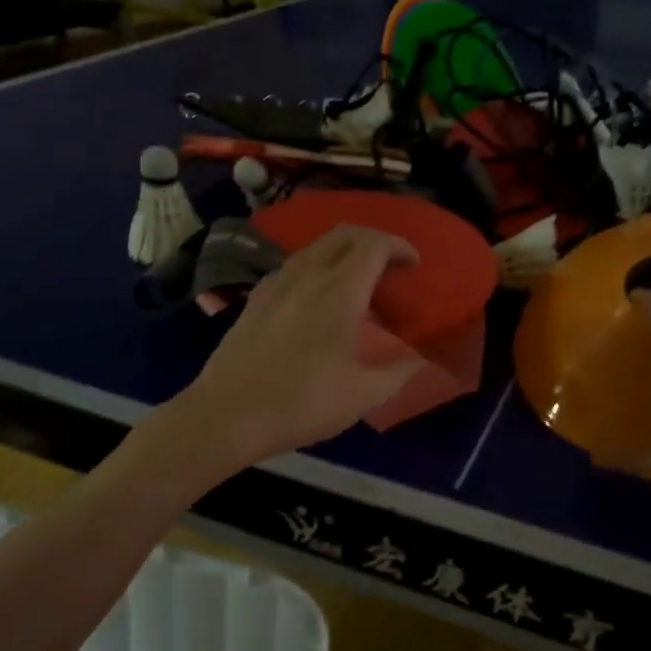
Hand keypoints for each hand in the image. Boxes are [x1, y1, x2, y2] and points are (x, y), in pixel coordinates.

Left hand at [170, 224, 422, 467]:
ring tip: (358, 283)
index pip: (374, 244)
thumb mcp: (364, 394)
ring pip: (316, 247)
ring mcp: (276, 284)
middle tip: (390, 267)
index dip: (399, 246)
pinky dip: (316, 268)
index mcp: (340, 292)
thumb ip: (400, 370)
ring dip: (343, 253)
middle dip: (374, 240)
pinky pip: (293, 267)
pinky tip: (317, 300)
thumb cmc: (303, 404)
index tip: (414, 265)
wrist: (228, 416)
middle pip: (344, 234)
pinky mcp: (255, 299)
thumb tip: (422, 357)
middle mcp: (307, 275)